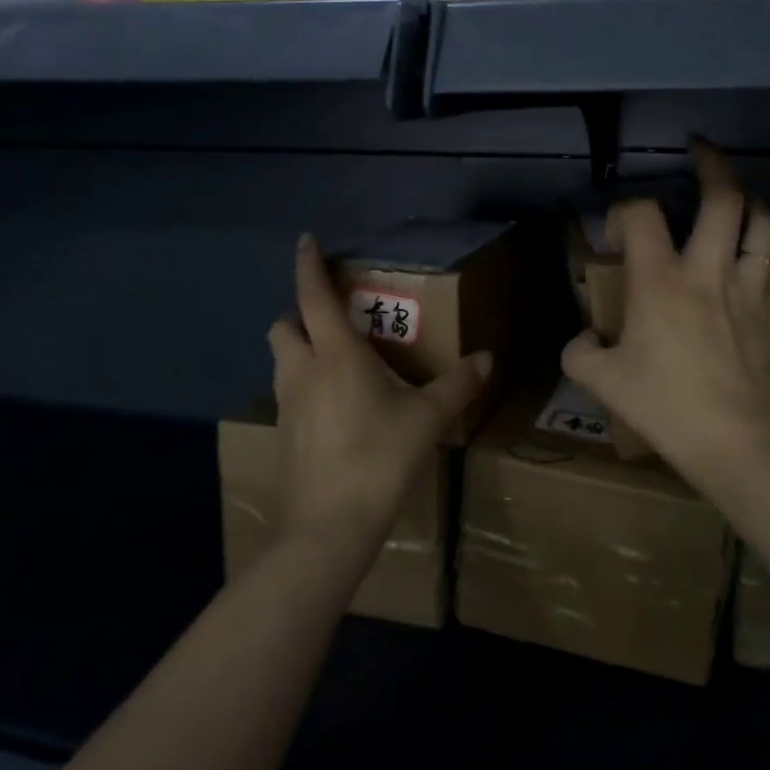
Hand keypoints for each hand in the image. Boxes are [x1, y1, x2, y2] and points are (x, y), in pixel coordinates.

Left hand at [268, 234, 490, 555]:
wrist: (328, 529)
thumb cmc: (379, 458)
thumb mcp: (427, 419)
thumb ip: (458, 385)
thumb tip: (486, 358)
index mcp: (335, 355)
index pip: (313, 296)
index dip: (308, 265)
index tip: (306, 240)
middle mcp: (302, 372)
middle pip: (284, 326)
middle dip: (301, 314)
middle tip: (334, 321)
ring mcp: (287, 406)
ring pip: (283, 361)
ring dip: (302, 351)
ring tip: (340, 364)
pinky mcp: (283, 436)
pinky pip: (289, 394)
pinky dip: (306, 387)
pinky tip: (336, 409)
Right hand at [562, 142, 769, 479]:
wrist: (736, 444)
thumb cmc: (666, 408)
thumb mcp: (602, 382)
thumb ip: (578, 353)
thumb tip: (584, 338)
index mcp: (660, 280)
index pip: (640, 213)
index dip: (622, 211)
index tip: (614, 235)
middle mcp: (709, 271)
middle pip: (723, 198)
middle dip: (713, 165)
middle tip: (700, 153)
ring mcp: (751, 290)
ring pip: (766, 225)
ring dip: (752, 206)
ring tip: (737, 204)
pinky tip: (761, 269)